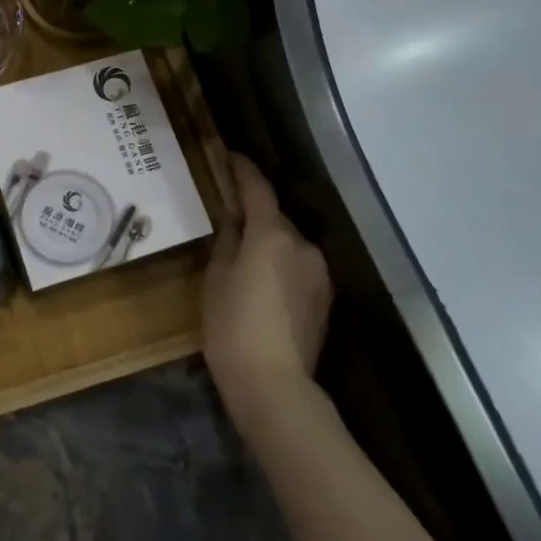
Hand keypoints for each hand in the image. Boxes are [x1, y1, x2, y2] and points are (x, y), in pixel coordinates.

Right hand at [202, 155, 332, 432]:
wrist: (273, 385)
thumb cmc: (232, 326)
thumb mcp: (216, 278)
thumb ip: (227, 240)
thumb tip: (233, 218)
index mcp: (273, 234)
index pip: (257, 188)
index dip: (242, 169)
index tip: (229, 156)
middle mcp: (304, 246)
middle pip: (275, 218)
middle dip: (254, 214)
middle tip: (227, 219)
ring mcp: (319, 273)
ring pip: (288, 244)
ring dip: (269, 243)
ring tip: (243, 259)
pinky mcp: (325, 298)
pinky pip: (298, 267)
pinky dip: (280, 265)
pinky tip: (263, 285)